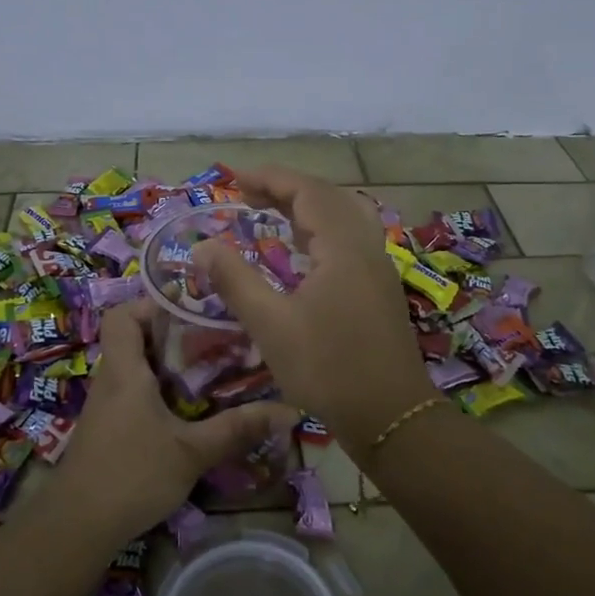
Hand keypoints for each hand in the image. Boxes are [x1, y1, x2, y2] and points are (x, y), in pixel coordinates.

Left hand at [51, 302, 299, 547]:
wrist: (77, 528)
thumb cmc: (132, 475)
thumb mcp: (192, 451)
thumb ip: (237, 428)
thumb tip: (289, 410)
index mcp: (124, 370)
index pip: (121, 315)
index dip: (150, 304)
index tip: (189, 311)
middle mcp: (110, 380)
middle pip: (133, 338)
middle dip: (172, 335)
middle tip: (213, 340)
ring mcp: (106, 407)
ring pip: (134, 368)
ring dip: (167, 366)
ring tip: (210, 371)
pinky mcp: (108, 430)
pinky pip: (133, 394)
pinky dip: (158, 392)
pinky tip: (187, 411)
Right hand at [193, 166, 435, 456]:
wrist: (390, 416)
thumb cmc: (328, 368)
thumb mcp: (271, 325)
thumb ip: (235, 280)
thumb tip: (203, 247)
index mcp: (343, 247)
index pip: (308, 191)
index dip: (271, 178)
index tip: (235, 180)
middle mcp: (366, 247)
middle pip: (329, 197)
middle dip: (288, 188)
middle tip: (249, 195)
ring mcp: (378, 267)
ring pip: (345, 216)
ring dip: (309, 207)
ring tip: (273, 214)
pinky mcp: (379, 288)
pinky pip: (351, 238)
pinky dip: (323, 229)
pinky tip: (304, 252)